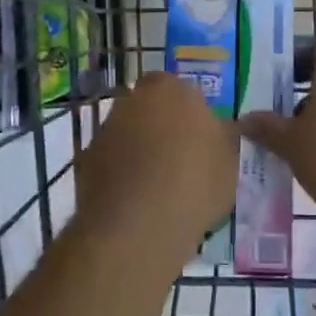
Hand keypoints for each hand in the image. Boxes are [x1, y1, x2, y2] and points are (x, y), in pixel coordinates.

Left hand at [73, 73, 238, 267]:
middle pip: (150, 109)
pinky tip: (135, 204)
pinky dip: (120, 176)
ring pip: (128, 135)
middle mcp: (132, 99)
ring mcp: (105, 129)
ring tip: (157, 190)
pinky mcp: (86, 161)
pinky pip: (110, 163)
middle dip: (161, 129)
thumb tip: (219, 128)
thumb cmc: (193, 182)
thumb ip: (223, 135)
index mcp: (169, 88)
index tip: (199, 141)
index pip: (179, 90)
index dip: (189, 114)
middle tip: (179, 163)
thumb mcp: (229, 159)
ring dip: (139, 152)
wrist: (137, 226)